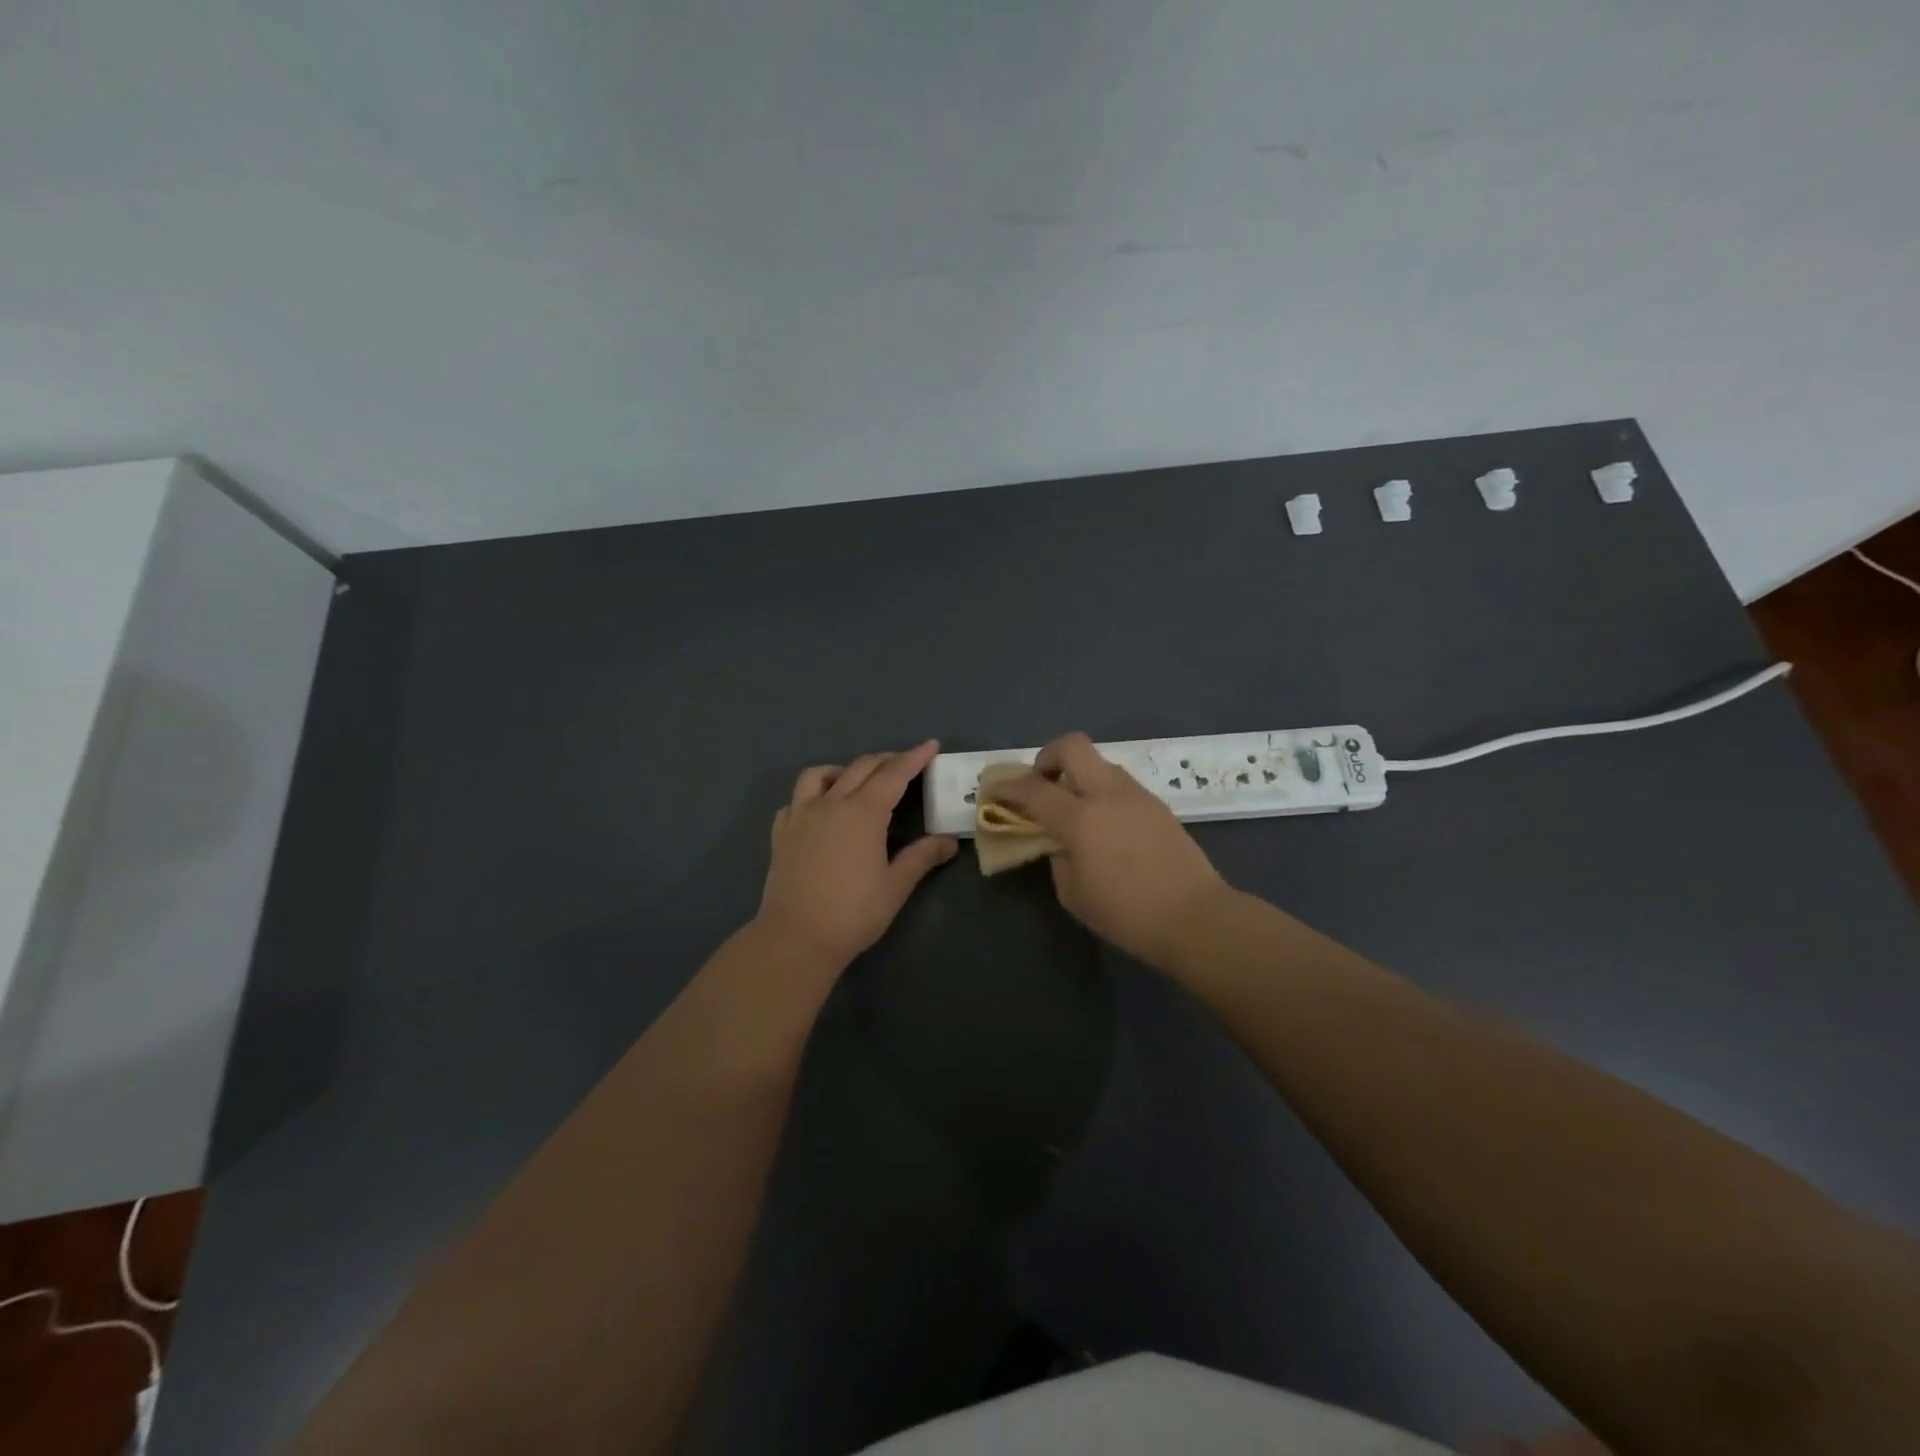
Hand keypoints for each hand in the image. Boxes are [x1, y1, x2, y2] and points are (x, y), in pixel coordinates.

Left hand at [754, 739, 958, 967]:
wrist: (796, 938)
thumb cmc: (853, 913)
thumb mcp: (896, 886)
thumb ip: (922, 857)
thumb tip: (949, 841)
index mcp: (863, 813)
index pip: (893, 774)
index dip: (914, 757)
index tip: (931, 745)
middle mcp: (830, 804)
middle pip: (860, 768)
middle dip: (886, 760)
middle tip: (905, 763)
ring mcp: (800, 817)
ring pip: (818, 775)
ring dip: (842, 770)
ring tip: (856, 782)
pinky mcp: (781, 835)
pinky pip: (794, 801)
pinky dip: (810, 796)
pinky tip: (819, 811)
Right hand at [984, 733, 1232, 967]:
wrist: (1196, 917)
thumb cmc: (1127, 914)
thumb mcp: (1073, 893)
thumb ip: (1058, 857)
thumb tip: (1060, 841)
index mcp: (1081, 819)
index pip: (1033, 789)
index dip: (1006, 787)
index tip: (993, 791)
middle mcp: (1108, 794)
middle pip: (1071, 746)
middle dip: (1047, 758)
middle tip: (1040, 785)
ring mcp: (1137, 795)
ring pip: (1099, 763)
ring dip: (1078, 775)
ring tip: (1073, 809)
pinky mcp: (1157, 804)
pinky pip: (1119, 784)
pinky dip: (1101, 792)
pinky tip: (1104, 824)